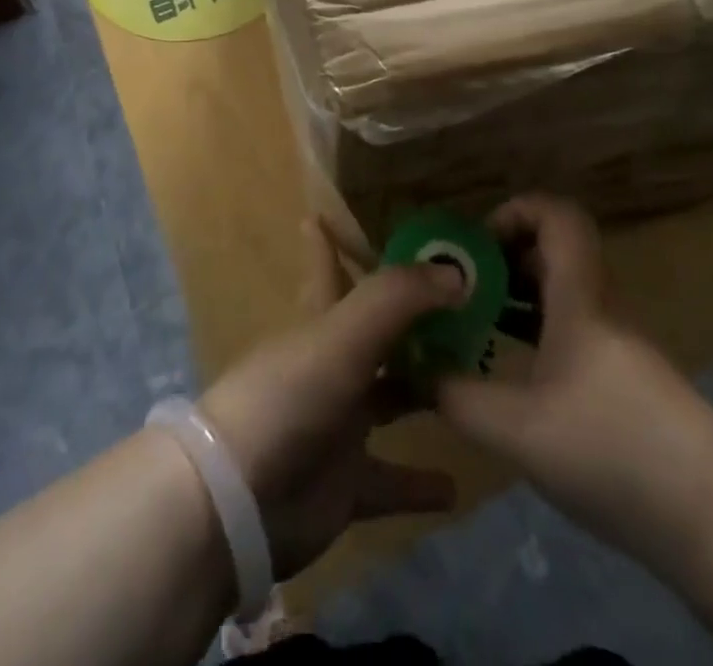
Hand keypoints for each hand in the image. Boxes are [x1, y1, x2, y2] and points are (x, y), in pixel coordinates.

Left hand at [199, 219, 462, 578]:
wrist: (237, 500)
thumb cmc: (288, 398)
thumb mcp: (342, 335)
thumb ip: (397, 299)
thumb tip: (456, 273)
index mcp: (322, 325)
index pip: (327, 268)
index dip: (329, 241)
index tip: (329, 211)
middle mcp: (331, 367)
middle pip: (376, 334)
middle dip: (411, 320)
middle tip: (463, 305)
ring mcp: (338, 426)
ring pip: (389, 399)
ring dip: (425, 393)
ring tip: (475, 382)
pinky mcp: (344, 484)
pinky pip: (390, 481)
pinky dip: (420, 484)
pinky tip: (456, 488)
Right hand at [434, 195, 712, 551]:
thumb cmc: (614, 451)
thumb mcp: (518, 431)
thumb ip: (459, 397)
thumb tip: (417, 373)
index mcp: (580, 297)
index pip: (558, 216)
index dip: (516, 211)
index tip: (475, 243)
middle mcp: (601, 307)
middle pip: (555, 251)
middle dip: (503, 258)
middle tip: (460, 287)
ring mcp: (617, 344)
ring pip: (563, 293)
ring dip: (518, 297)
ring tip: (474, 324)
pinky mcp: (626, 379)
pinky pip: (573, 329)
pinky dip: (538, 332)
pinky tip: (513, 371)